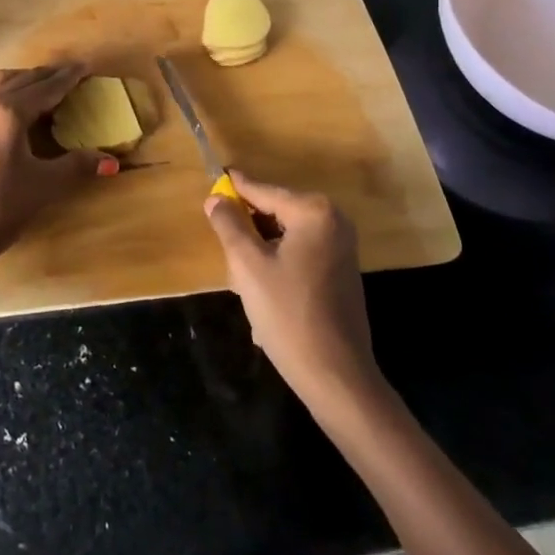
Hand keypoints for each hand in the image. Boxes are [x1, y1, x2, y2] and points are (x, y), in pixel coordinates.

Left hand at [0, 62, 114, 293]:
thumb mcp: (44, 186)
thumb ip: (77, 166)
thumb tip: (111, 161)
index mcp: (9, 112)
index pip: (47, 87)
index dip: (69, 77)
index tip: (88, 66)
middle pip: (24, 79)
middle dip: (50, 75)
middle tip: (75, 74)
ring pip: (4, 83)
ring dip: (28, 80)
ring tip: (50, 87)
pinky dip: (13, 92)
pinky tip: (23, 110)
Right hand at [203, 170, 378, 406]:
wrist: (336, 377)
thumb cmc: (288, 314)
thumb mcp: (248, 265)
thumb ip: (229, 225)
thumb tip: (215, 198)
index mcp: (313, 212)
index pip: (262, 191)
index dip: (234, 189)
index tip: (213, 177)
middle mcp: (333, 221)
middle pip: (275, 212)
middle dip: (248, 230)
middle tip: (225, 248)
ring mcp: (341, 247)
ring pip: (285, 236)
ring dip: (261, 251)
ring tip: (243, 279)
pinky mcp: (341, 271)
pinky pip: (299, 254)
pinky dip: (278, 264)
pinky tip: (264, 293)